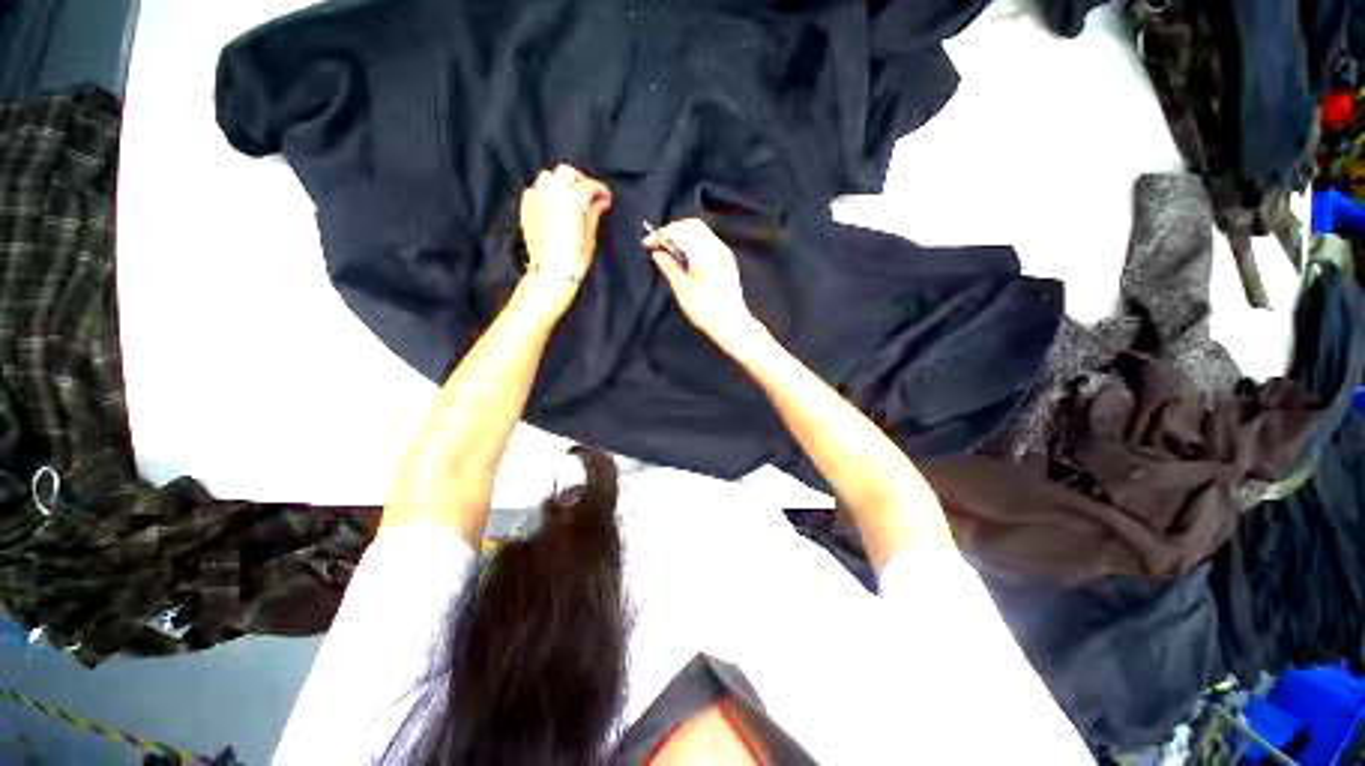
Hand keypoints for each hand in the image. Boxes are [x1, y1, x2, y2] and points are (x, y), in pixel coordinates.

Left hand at [519, 164, 611, 305]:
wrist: (551, 272)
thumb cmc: (575, 256)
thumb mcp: (590, 235)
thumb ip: (594, 213)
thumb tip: (601, 202)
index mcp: (572, 197)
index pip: (589, 185)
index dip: (600, 190)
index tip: (606, 198)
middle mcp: (553, 191)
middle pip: (566, 172)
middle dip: (579, 180)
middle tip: (588, 193)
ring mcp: (537, 197)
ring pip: (548, 177)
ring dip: (560, 183)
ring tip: (569, 197)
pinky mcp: (526, 207)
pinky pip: (535, 190)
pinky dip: (545, 192)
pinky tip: (552, 204)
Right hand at [644, 219, 764, 353]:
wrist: (731, 323)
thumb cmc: (705, 310)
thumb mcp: (683, 290)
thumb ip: (669, 267)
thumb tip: (657, 253)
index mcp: (705, 253)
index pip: (679, 231)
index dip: (661, 234)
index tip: (646, 244)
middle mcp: (716, 247)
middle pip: (691, 225)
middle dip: (672, 230)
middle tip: (657, 245)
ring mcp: (723, 252)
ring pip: (700, 231)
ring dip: (682, 234)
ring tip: (668, 250)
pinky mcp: (726, 259)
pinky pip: (707, 240)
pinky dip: (693, 241)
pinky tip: (684, 255)